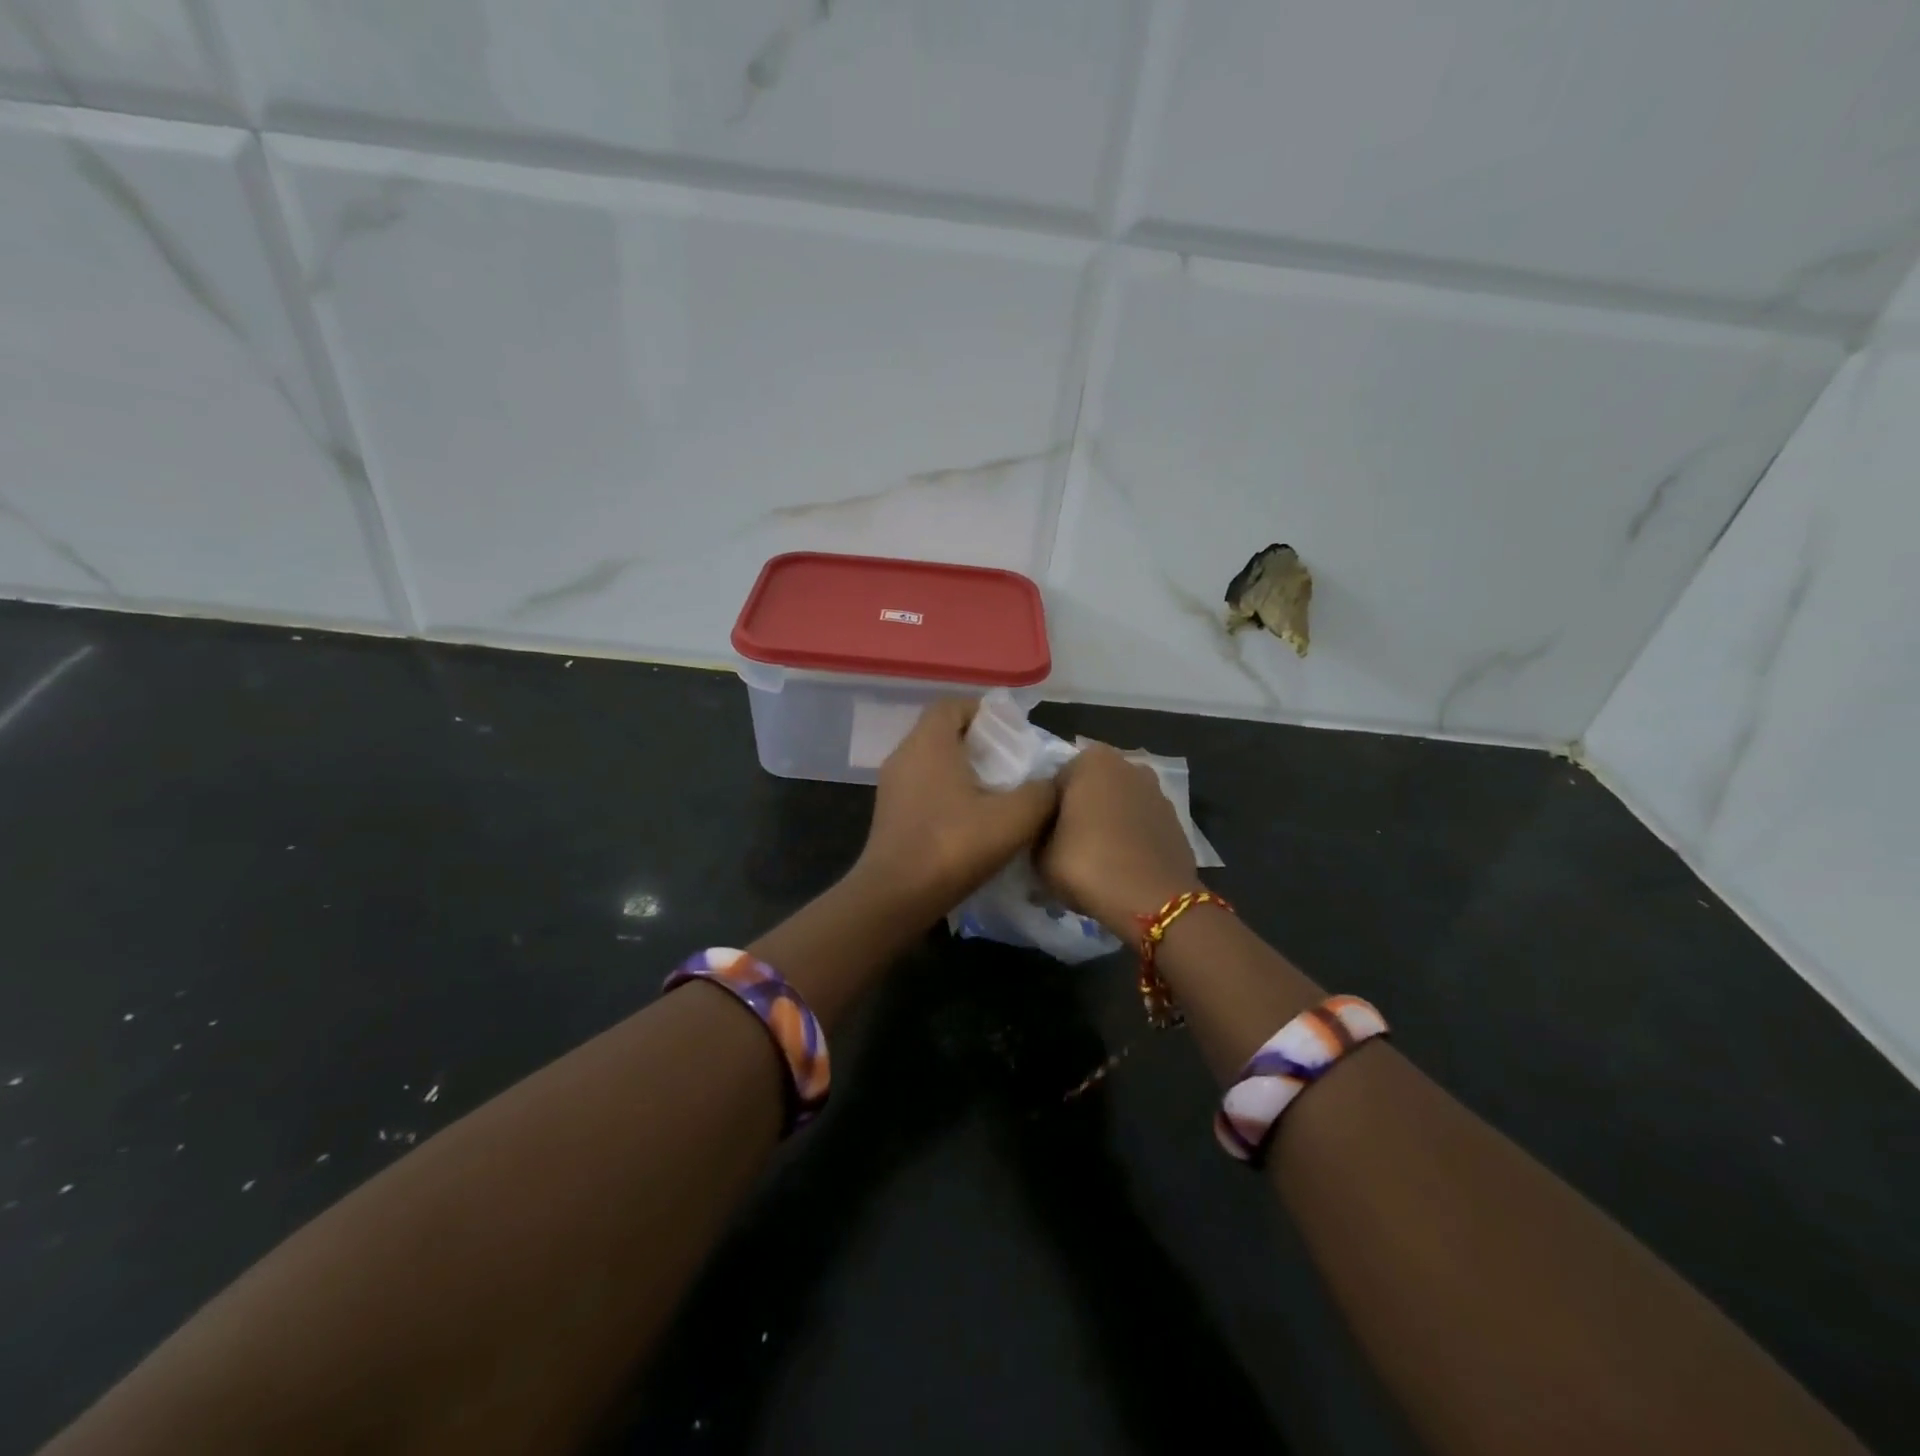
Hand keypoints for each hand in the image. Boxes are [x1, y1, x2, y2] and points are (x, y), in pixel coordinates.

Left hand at [852, 698, 1059, 920]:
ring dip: (964, 771)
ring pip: (933, 763)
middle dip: (979, 743)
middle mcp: (904, 755)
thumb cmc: (952, 847)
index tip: (1013, 733)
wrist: (895, 898)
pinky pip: (923, 788)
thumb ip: (1041, 793)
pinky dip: (948, 794)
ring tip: (998, 793)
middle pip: (944, 732)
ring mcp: (892, 786)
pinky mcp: (889, 815)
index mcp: (929, 743)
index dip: (985, 712)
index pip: (953, 705)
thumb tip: (1054, 782)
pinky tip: (972, 820)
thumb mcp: (1013, 819)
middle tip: (1013, 764)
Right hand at [1037, 744, 1201, 939]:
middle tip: (1067, 847)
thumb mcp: (1040, 854)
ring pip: (1119, 805)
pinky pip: (1141, 825)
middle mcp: (1128, 765)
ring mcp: (1157, 792)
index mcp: (1091, 760)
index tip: (1044, 837)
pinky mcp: (1176, 821)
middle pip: (1091, 788)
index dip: (1047, 811)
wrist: (1153, 902)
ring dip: (1108, 823)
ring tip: (1097, 859)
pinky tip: (1122, 865)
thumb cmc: (1088, 865)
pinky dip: (1131, 838)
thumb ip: (1038, 833)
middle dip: (1080, 811)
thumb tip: (1046, 834)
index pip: (1056, 781)